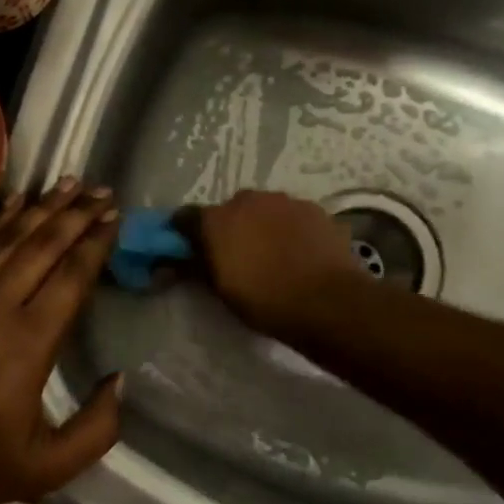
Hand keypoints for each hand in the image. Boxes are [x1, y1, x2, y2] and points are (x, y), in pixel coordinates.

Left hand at [0, 180, 123, 503]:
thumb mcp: (47, 467)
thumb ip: (96, 428)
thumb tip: (119, 381)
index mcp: (31, 341)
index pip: (71, 276)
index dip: (95, 243)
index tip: (113, 217)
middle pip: (43, 244)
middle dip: (75, 214)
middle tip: (99, 189)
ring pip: (8, 237)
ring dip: (41, 208)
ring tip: (65, 183)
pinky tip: (13, 203)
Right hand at [186, 190, 363, 338]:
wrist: (329, 302)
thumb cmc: (266, 301)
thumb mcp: (222, 291)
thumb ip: (196, 268)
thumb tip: (174, 261)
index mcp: (217, 220)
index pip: (186, 217)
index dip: (186, 232)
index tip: (190, 248)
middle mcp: (247, 201)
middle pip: (229, 209)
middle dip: (230, 227)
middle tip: (238, 255)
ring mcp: (284, 201)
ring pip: (264, 209)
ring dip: (262, 225)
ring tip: (274, 254)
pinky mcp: (314, 209)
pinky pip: (293, 215)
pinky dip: (291, 229)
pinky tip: (300, 252)